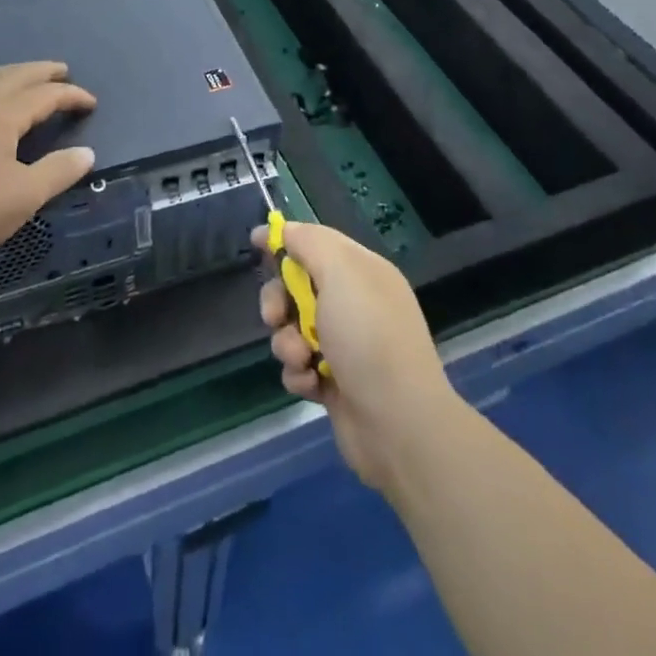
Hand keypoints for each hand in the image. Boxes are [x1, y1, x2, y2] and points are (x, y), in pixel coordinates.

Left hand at [0, 62, 96, 267]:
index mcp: (3, 114)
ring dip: (13, 72)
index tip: (91, 103)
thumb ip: (59, 171)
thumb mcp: (25, 196)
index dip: (72, 96)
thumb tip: (87, 153)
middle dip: (42, 71)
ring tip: (26, 77)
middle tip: (62, 70)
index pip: (46, 95)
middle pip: (16, 75)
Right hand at [256, 221, 461, 492]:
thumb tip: (287, 230)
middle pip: (298, 286)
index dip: (286, 239)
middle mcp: (355, 304)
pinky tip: (312, 384)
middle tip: (274, 316)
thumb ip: (310, 243)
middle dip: (278, 300)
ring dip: (287, 342)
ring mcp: (345, 346)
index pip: (317, 242)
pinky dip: (299, 374)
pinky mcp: (335, 383)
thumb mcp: (340, 273)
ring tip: (301, 359)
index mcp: (362, 272)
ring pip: (293, 329)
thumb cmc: (368, 337)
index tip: (256, 242)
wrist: (399, 425)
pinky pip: (300, 367)